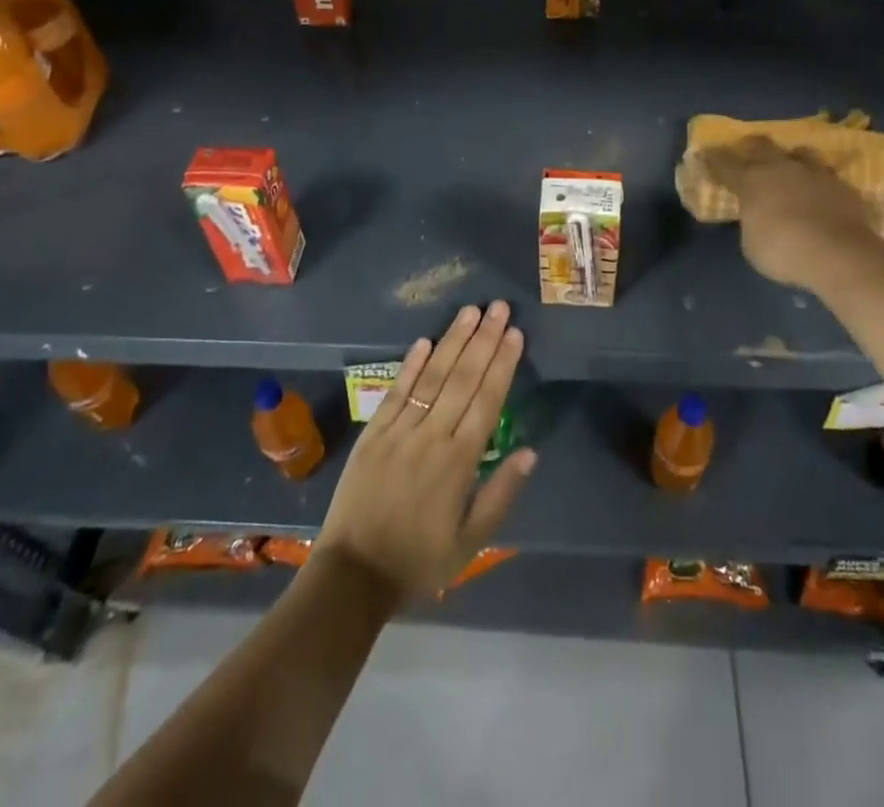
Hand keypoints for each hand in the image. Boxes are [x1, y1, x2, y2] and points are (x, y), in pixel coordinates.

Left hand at [312, 301, 535, 600]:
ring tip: (470, 311)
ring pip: (431, 376)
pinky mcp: (373, 432)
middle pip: (462, 378)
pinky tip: (426, 340)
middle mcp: (431, 436)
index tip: (514, 333)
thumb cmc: (419, 560)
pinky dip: (410, 364)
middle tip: (499, 306)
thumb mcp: (470, 542)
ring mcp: (399, 430)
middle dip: (483, 339)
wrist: (353, 575)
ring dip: (452, 341)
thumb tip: (530, 452)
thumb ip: (501, 494)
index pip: (487, 400)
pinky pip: (396, 391)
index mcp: (459, 461)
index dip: (502, 364)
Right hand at [695, 138, 882, 291]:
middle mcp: (781, 169)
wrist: (840, 254)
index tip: (703, 153)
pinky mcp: (843, 185)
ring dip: (792, 158)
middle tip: (746, 150)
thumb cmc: (784, 252)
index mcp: (751, 182)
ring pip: (799, 153)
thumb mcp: (752, 244)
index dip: (712, 159)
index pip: (724, 164)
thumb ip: (751, 224)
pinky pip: (826, 176)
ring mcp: (814, 173)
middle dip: (750, 146)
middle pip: (761, 146)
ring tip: (791, 167)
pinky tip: (821, 193)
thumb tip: (756, 217)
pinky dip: (819, 183)